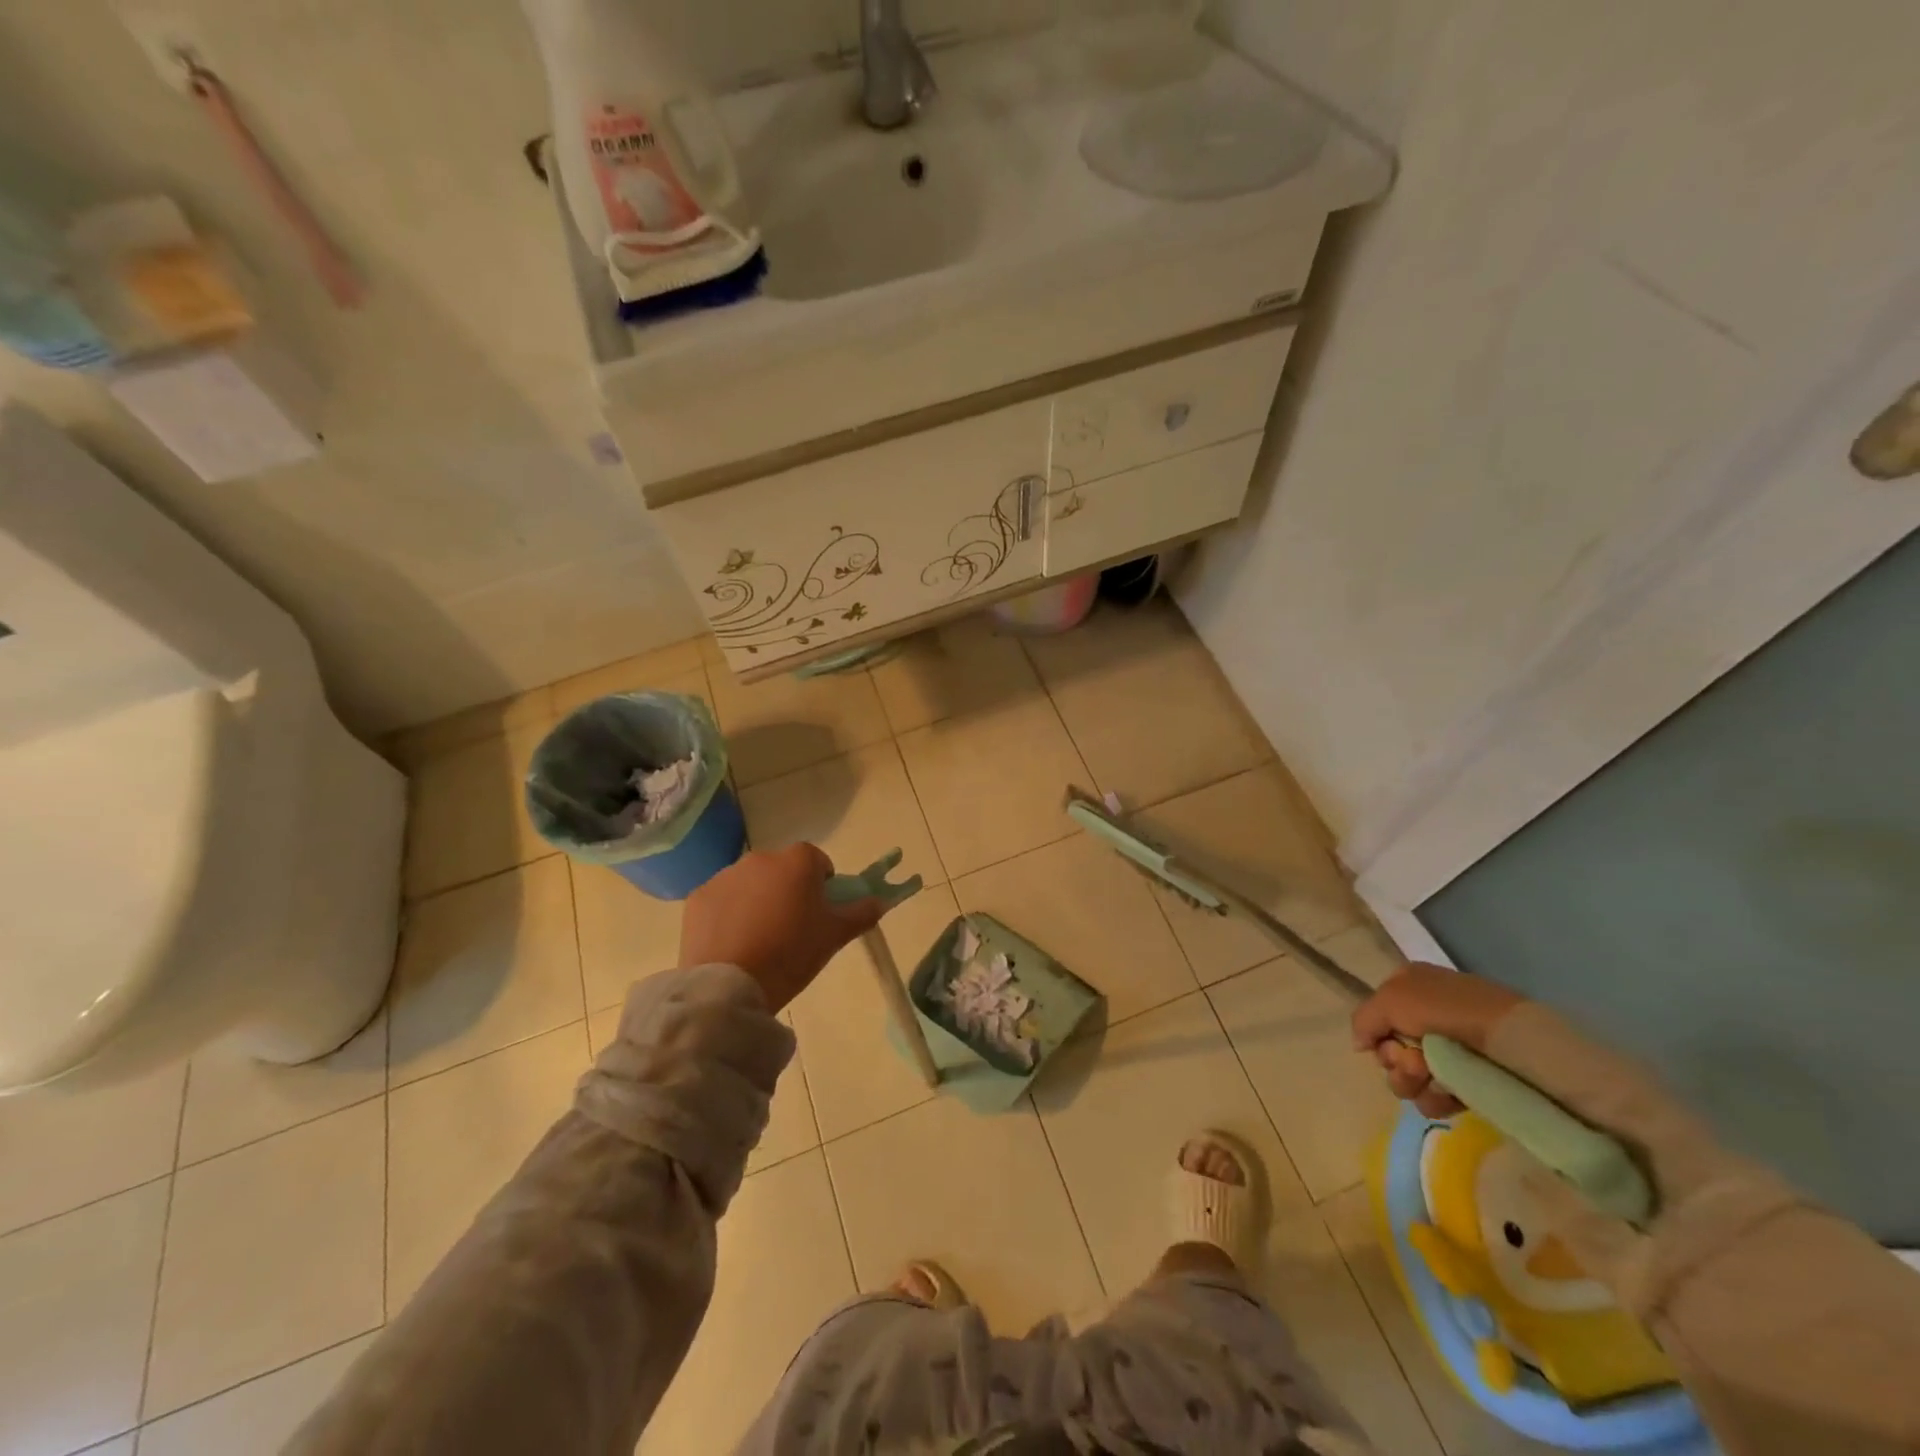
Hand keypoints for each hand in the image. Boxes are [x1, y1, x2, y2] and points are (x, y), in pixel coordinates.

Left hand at [679, 845, 884, 1012]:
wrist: (729, 985)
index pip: (817, 861)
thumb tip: (880, 901)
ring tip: (759, 940)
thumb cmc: (791, 954)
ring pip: (751, 883)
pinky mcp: (698, 897)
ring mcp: (725, 875)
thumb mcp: (834, 936)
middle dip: (788, 890)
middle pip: (782, 870)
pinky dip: (728, 914)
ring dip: (757, 900)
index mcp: (797, 861)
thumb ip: (861, 913)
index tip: (819, 912)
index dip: (822, 884)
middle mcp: (760, 858)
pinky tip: (732, 944)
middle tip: (791, 928)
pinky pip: (722, 900)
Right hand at [1351, 963, 1522, 1117]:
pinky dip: (1436, 1098)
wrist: (1511, 1040)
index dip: (1377, 1035)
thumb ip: (1364, 1019)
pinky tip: (1449, 1094)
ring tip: (1434, 1079)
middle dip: (1396, 1062)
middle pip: (1390, 1051)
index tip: (1388, 1043)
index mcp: (1409, 989)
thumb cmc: (1447, 1010)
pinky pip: (1435, 1097)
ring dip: (1413, 1082)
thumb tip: (1360, 1045)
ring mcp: (1449, 1051)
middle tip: (1416, 1063)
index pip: (1376, 1019)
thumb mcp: (1391, 999)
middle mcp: (1426, 1018)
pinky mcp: (1469, 1080)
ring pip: (1408, 1077)